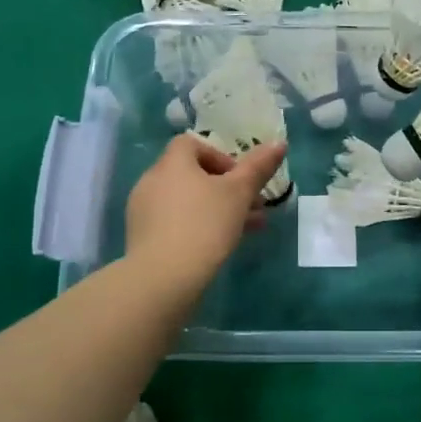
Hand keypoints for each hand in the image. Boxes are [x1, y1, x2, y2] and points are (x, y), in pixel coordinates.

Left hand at [124, 135, 285, 287]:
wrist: (162, 278)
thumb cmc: (204, 225)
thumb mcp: (239, 194)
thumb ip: (258, 167)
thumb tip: (279, 143)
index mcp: (172, 163)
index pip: (192, 144)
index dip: (220, 156)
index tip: (240, 179)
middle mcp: (152, 180)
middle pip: (192, 174)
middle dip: (226, 189)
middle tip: (253, 208)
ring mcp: (143, 210)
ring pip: (186, 201)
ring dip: (215, 209)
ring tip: (245, 230)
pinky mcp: (141, 238)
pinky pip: (173, 222)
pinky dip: (195, 226)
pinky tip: (217, 247)